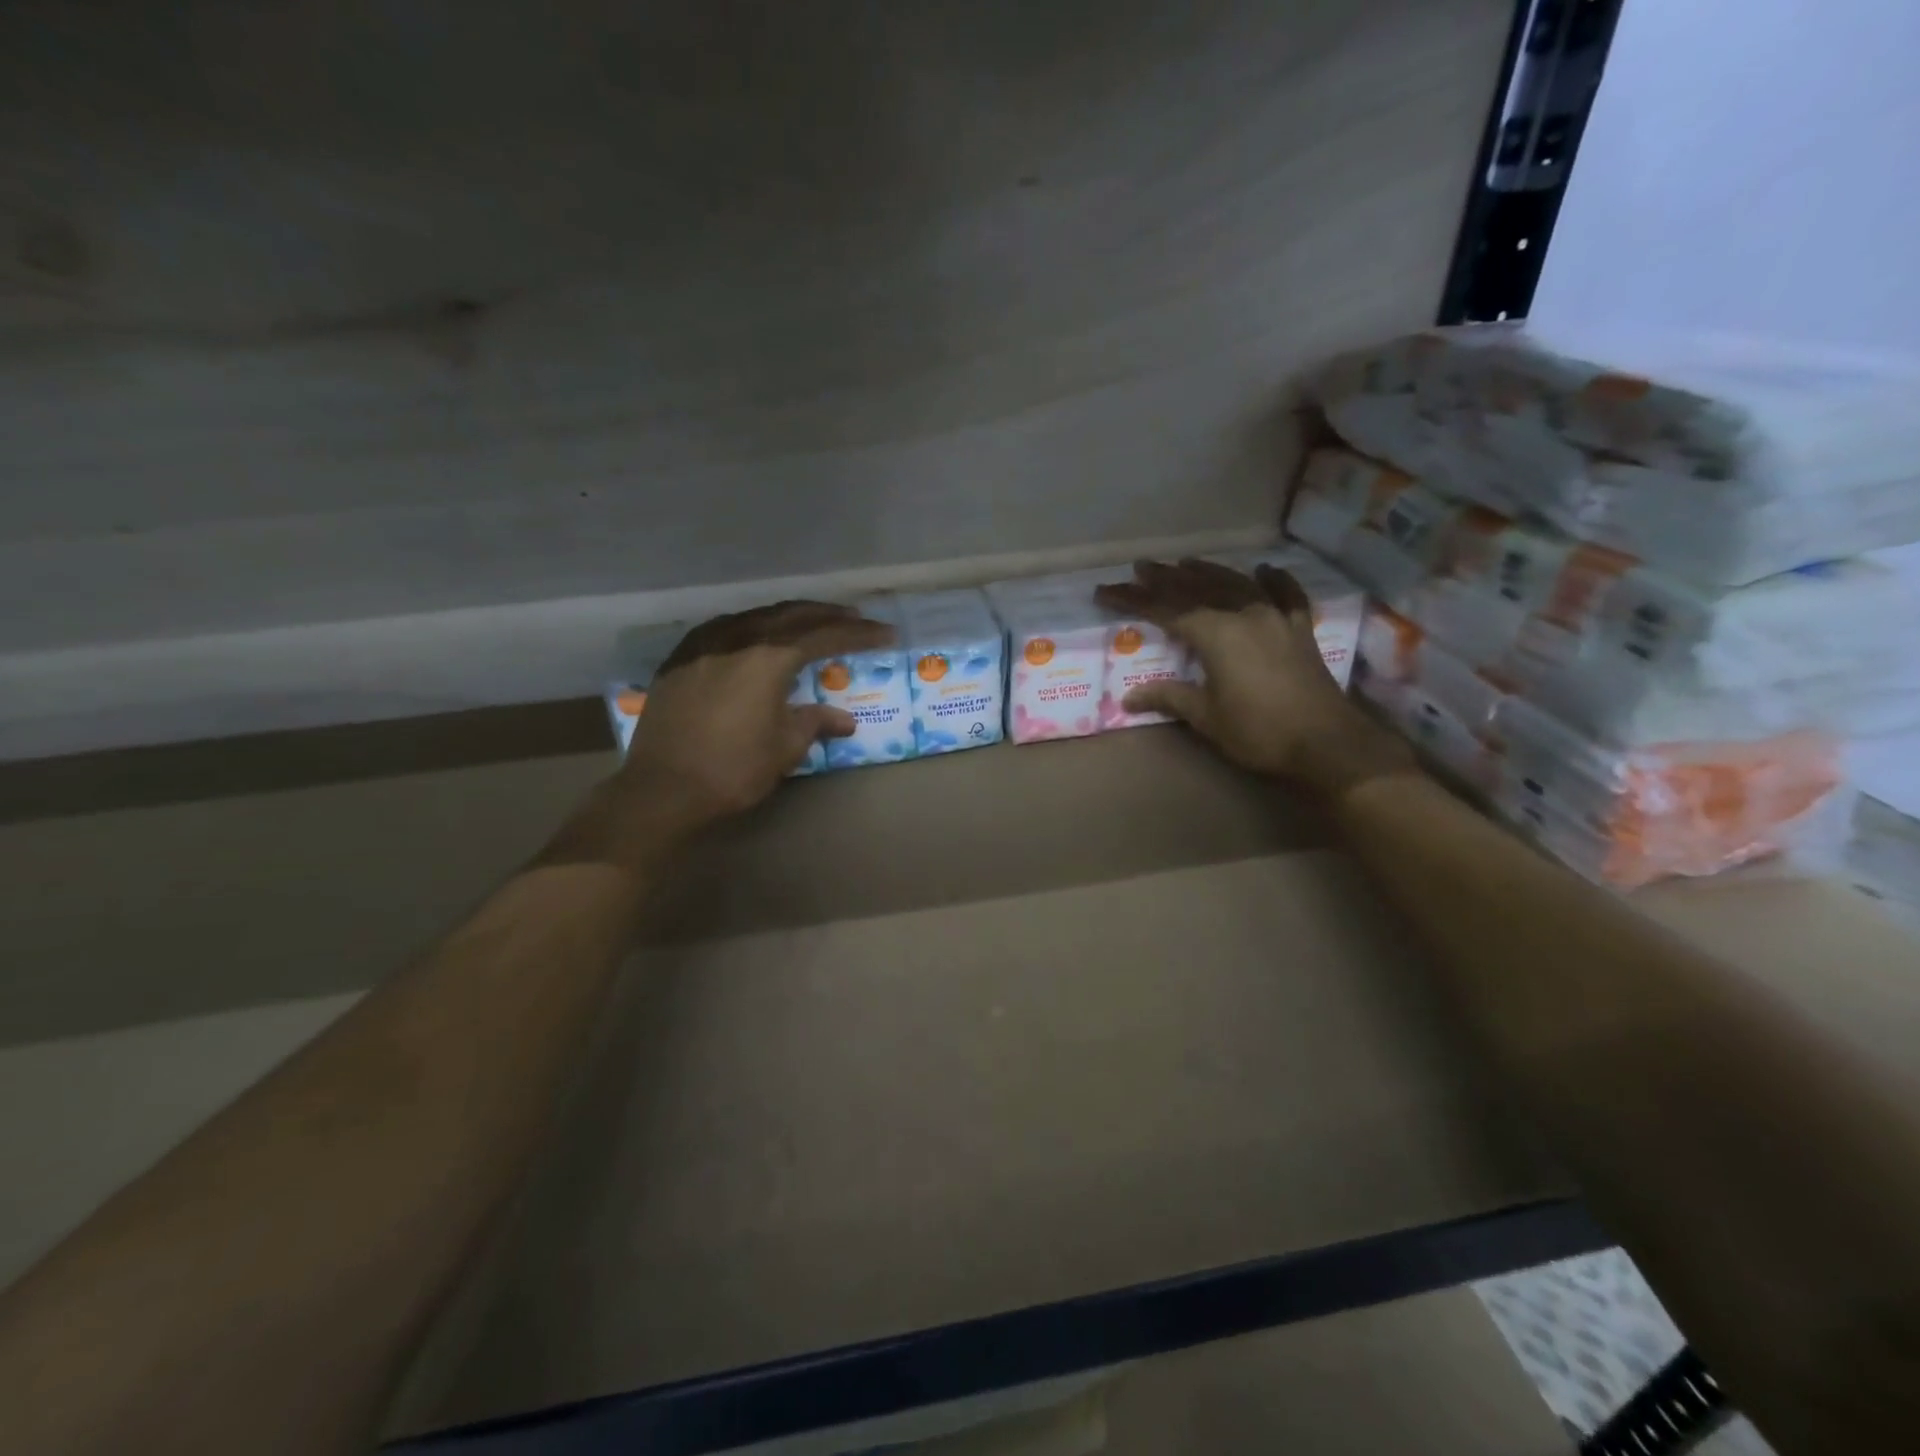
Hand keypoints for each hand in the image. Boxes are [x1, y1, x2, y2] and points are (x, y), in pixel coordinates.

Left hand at [620, 601, 894, 830]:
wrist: (662, 789)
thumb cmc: (733, 769)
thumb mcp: (785, 748)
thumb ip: (815, 722)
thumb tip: (844, 719)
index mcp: (769, 657)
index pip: (825, 635)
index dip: (859, 634)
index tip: (886, 633)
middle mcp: (738, 638)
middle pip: (792, 615)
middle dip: (827, 615)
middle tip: (855, 618)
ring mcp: (705, 644)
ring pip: (757, 616)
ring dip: (790, 617)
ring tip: (813, 622)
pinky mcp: (681, 657)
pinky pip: (726, 628)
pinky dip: (753, 626)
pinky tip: (758, 635)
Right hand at [1095, 559, 1412, 798]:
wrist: (1326, 742)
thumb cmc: (1258, 731)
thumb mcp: (1206, 717)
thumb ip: (1169, 698)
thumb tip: (1129, 698)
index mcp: (1215, 633)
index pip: (1164, 609)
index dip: (1132, 599)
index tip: (1105, 591)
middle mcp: (1244, 614)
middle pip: (1198, 588)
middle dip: (1166, 578)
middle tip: (1141, 567)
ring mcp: (1276, 618)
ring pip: (1236, 584)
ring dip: (1208, 571)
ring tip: (1185, 562)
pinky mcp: (1300, 630)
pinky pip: (1286, 594)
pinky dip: (1275, 579)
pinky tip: (1265, 569)